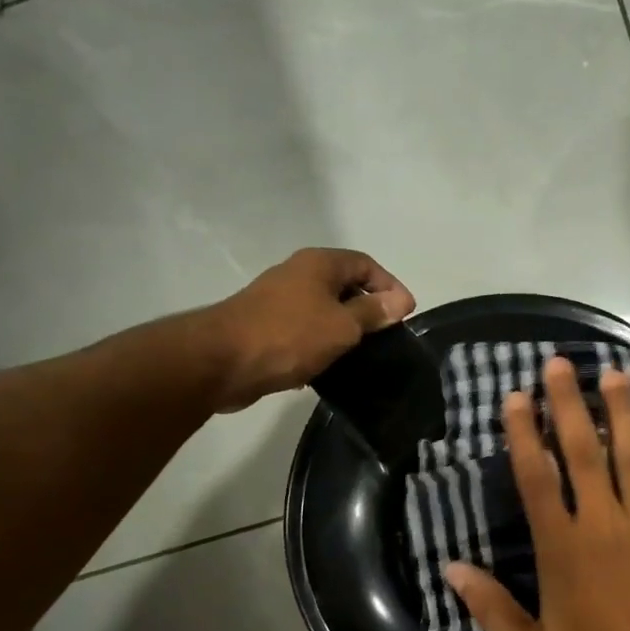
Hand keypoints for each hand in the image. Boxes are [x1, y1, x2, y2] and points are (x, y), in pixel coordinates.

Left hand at [207, 249, 414, 411]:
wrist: (223, 361)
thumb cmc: (290, 336)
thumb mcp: (342, 325)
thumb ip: (373, 312)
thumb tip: (401, 300)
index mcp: (319, 264)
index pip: (366, 264)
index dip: (390, 286)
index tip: (406, 315)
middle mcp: (299, 274)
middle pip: (345, 285)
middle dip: (369, 308)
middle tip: (388, 336)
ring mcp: (279, 300)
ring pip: (324, 310)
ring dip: (345, 329)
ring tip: (364, 354)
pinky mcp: (267, 327)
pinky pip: (305, 330)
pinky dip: (321, 344)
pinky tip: (330, 366)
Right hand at [445, 357, 629, 630]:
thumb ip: (490, 608)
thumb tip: (451, 568)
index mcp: (563, 548)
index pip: (536, 478)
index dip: (522, 434)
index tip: (515, 396)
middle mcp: (605, 524)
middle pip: (584, 452)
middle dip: (568, 404)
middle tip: (561, 363)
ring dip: (625, 414)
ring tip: (619, 374)